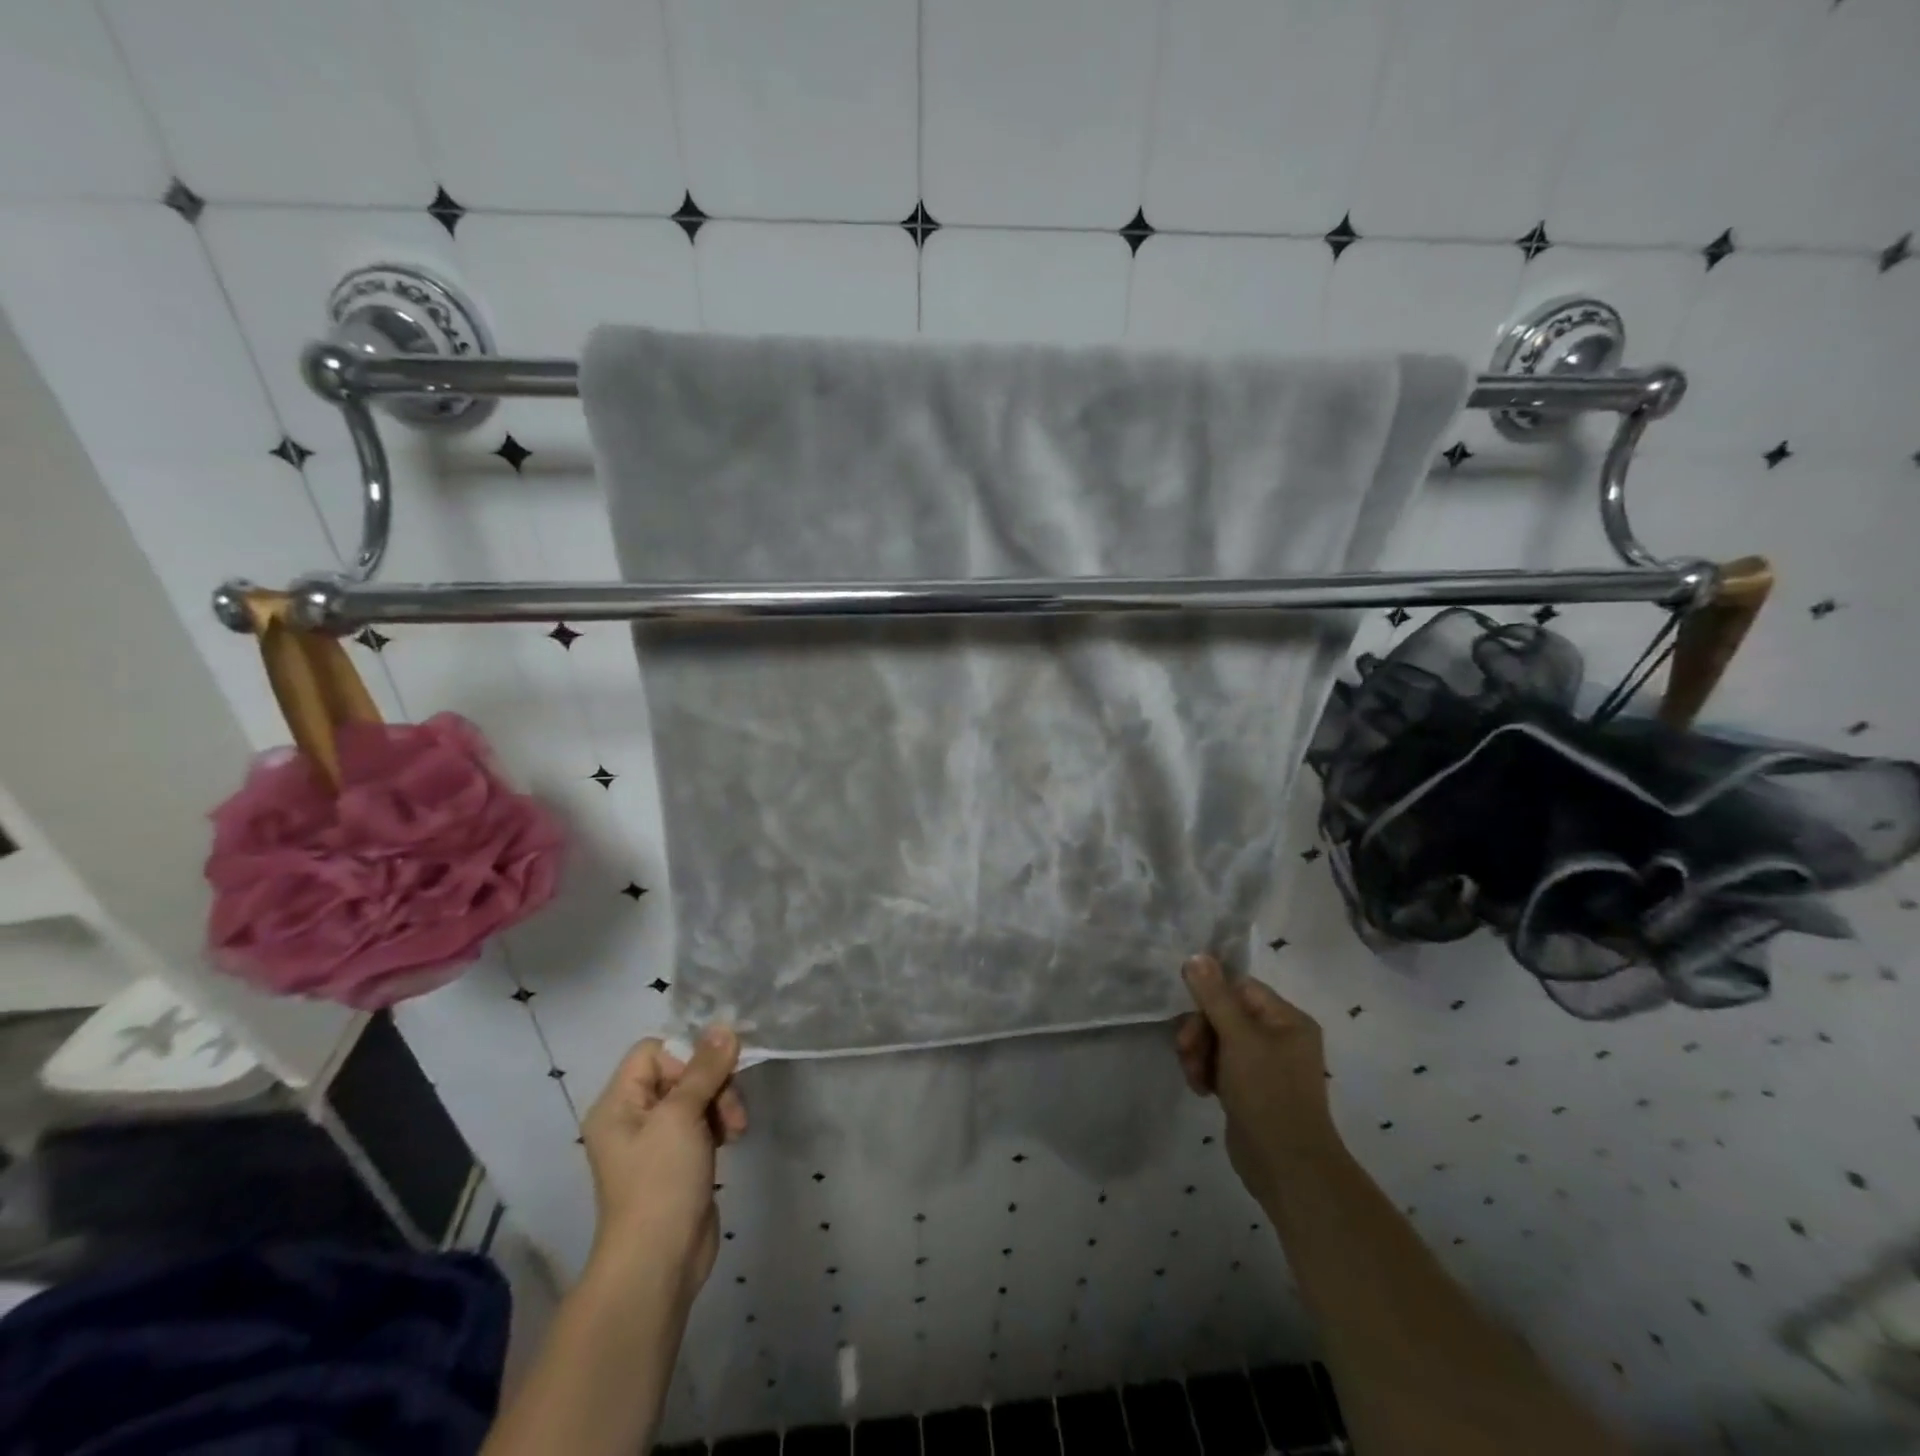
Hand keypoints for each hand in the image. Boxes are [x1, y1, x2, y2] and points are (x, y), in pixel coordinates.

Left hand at [580, 1028, 747, 1301]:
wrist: (659, 1262)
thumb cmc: (661, 1181)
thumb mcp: (682, 1115)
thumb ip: (705, 1068)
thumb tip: (724, 1026)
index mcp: (618, 1102)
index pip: (654, 1050)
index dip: (686, 1055)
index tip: (709, 1077)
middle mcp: (632, 1116)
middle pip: (679, 1071)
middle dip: (712, 1083)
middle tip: (731, 1108)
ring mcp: (655, 1140)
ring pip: (696, 1095)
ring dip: (721, 1103)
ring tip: (736, 1129)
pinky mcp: (677, 1160)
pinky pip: (701, 1122)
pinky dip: (719, 1124)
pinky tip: (731, 1141)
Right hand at [1176, 955, 1338, 1200]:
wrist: (1286, 1168)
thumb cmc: (1267, 1093)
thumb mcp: (1238, 1038)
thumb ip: (1214, 996)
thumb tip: (1196, 955)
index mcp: (1287, 1019)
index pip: (1239, 988)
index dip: (1211, 998)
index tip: (1189, 1015)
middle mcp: (1279, 1037)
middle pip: (1225, 1013)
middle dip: (1200, 1031)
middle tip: (1185, 1051)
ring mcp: (1265, 1065)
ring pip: (1217, 1040)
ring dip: (1199, 1053)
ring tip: (1194, 1077)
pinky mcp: (1250, 1089)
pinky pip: (1220, 1064)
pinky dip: (1206, 1071)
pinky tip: (1201, 1089)